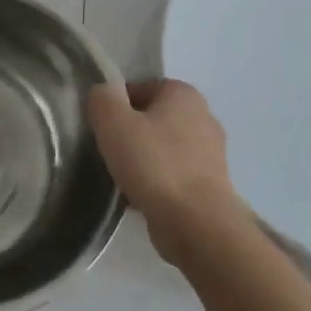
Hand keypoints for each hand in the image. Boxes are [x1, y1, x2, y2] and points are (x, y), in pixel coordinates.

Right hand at [86, 80, 237, 261]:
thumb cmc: (153, 164)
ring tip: (121, 177)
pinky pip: (173, 174)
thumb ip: (102, 98)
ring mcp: (210, 153)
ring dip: (142, 160)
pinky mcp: (210, 184)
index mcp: (183, 93)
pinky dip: (156, 182)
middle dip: (129, 133)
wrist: (196, 222)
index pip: (139, 88)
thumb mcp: (113, 122)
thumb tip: (102, 93)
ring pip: (162, 148)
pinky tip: (139, 197)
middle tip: (108, 152)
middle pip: (151, 118)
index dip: (114, 106)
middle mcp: (203, 116)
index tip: (101, 129)